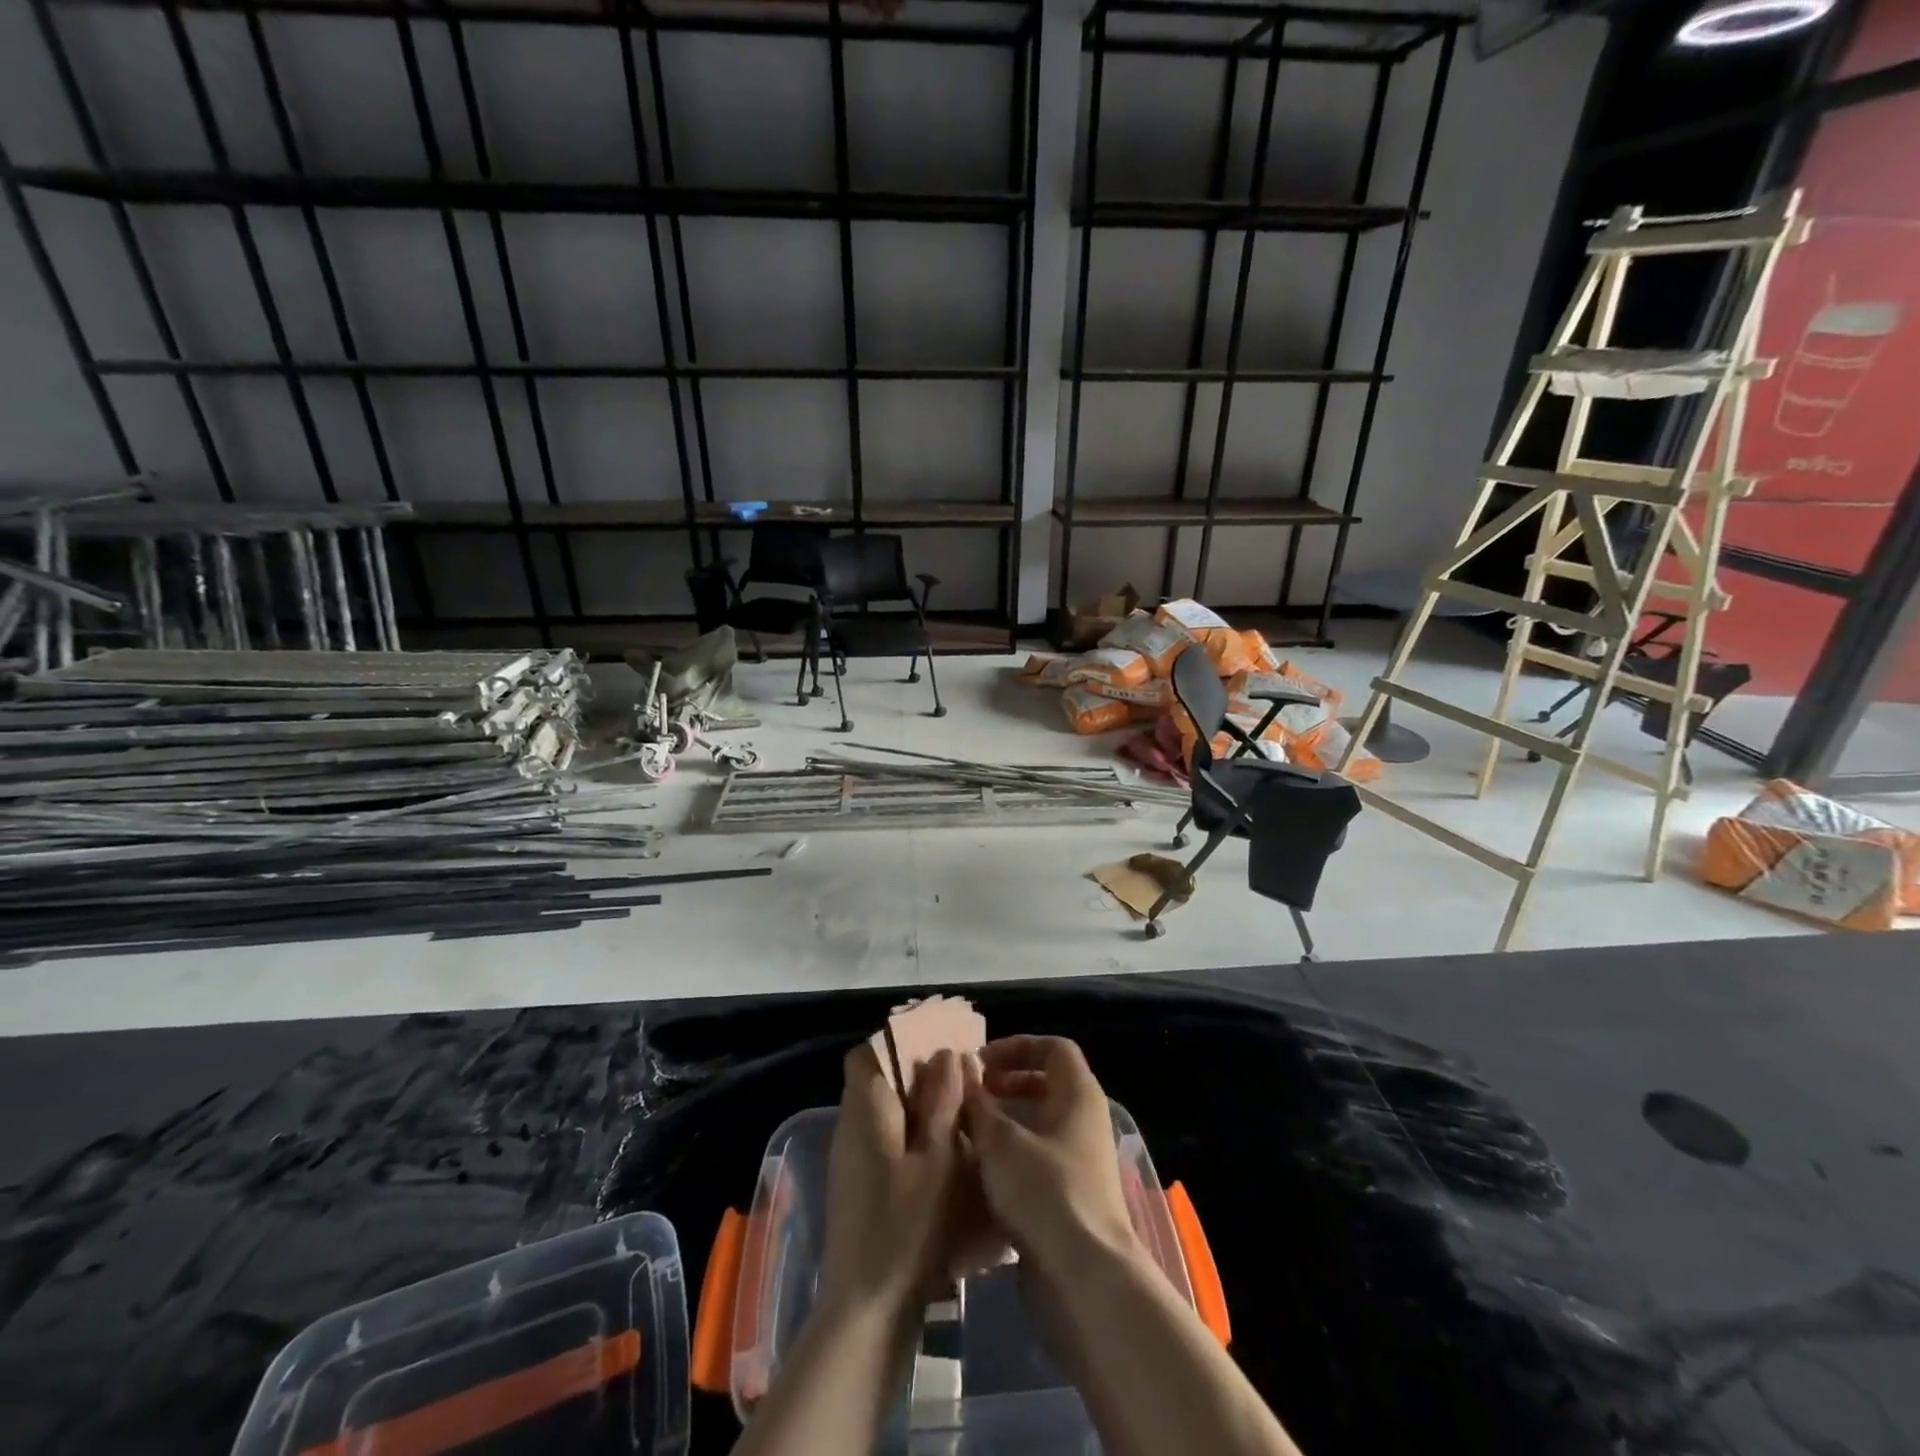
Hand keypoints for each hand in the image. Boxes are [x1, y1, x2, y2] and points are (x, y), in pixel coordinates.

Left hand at [819, 1043, 964, 1319]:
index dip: (900, 1040)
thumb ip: (941, 1103)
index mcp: (864, 1109)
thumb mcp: (936, 1161)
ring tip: (959, 1113)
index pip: (867, 1052)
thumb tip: (946, 1054)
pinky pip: (883, 1139)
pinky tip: (942, 1154)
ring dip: (917, 1104)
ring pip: (882, 1109)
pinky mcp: (858, 1185)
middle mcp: (850, 1125)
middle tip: (960, 1078)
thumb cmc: (905, 1229)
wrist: (866, 1311)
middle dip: (916, 1072)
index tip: (938, 1044)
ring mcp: (850, 1158)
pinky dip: (910, 1134)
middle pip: (876, 1078)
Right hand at [960, 1036, 1138, 1270]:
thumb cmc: (1045, 1192)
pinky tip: (979, 1174)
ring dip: (1005, 1123)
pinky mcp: (1071, 1198)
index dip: (1017, 1046)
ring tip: (967, 1132)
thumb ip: (977, 1102)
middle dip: (1007, 1084)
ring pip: (1040, 1126)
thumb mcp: (1000, 1141)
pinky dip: (1011, 1158)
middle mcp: (1085, 1122)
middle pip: (1047, 1084)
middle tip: (972, 1094)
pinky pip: (1039, 1161)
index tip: (981, 1063)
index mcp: (1079, 1094)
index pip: (1054, 1048)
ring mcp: (1081, 1162)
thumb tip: (958, 1066)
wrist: (1084, 1279)